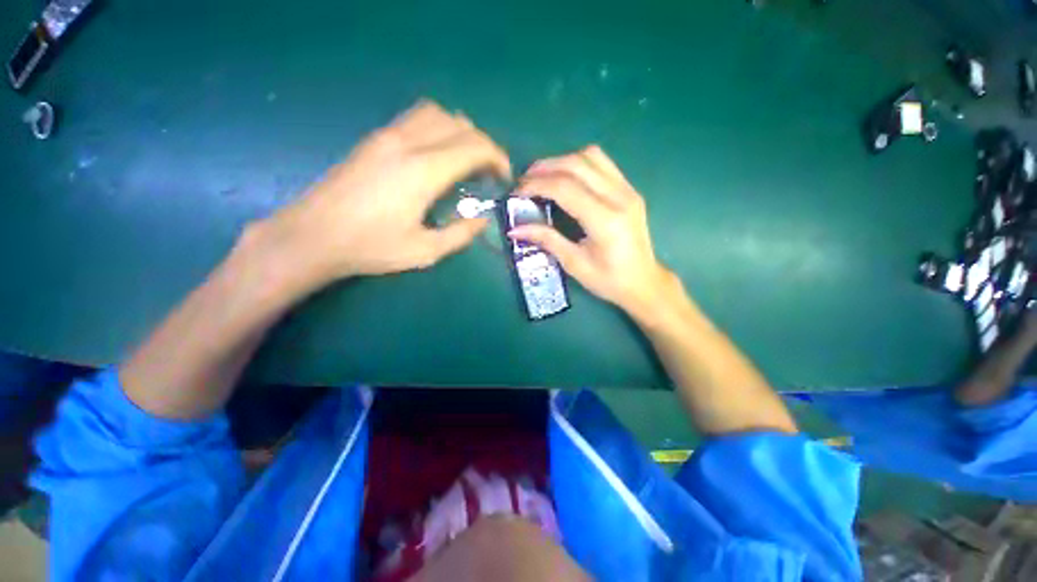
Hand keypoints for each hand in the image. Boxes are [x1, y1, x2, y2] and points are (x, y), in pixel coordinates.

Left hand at [261, 100, 510, 288]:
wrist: (312, 235)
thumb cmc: (371, 247)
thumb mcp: (425, 251)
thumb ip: (460, 235)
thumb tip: (482, 220)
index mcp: (424, 171)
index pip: (474, 147)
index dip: (497, 158)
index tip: (504, 177)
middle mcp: (408, 143)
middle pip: (460, 124)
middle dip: (484, 144)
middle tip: (489, 172)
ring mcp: (387, 136)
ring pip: (436, 113)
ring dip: (460, 131)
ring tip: (466, 159)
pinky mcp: (373, 139)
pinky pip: (415, 118)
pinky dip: (438, 128)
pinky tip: (437, 154)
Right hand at [509, 145, 671, 316]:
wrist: (644, 282)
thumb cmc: (609, 280)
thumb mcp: (574, 264)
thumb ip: (546, 240)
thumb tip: (514, 228)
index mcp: (605, 220)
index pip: (565, 188)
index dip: (536, 185)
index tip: (517, 192)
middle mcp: (619, 197)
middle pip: (576, 164)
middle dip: (544, 168)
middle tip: (524, 181)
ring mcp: (628, 190)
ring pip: (591, 156)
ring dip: (562, 161)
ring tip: (543, 177)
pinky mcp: (630, 189)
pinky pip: (602, 164)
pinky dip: (579, 164)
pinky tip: (566, 178)